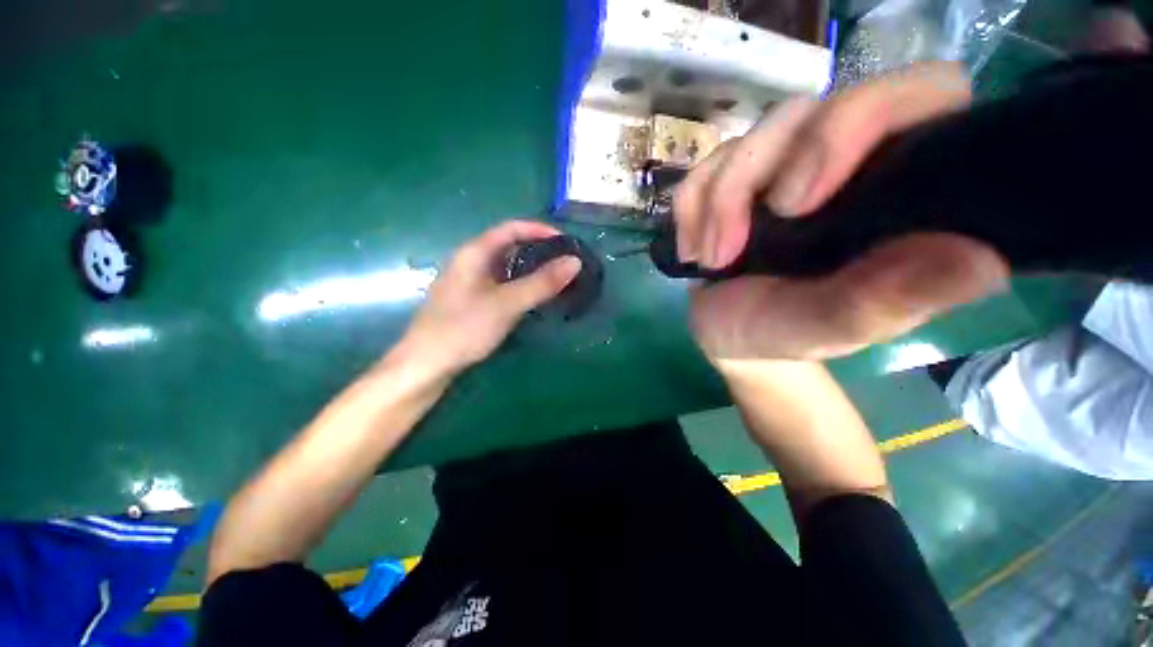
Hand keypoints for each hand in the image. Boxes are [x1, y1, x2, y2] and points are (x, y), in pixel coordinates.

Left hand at [398, 220, 581, 375]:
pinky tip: (532, 297)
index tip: (566, 242)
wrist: (427, 365)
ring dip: (531, 268)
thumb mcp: (507, 303)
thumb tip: (575, 261)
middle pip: (508, 245)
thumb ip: (541, 282)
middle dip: (538, 250)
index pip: (511, 228)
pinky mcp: (471, 300)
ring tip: (555, 278)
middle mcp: (470, 261)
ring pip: (505, 266)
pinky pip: (501, 283)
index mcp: (474, 252)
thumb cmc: (464, 328)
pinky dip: (520, 284)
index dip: (540, 230)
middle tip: (564, 262)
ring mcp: (469, 282)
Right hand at [673, 62, 1008, 361]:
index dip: (861, 121)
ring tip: (713, 261)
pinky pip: (701, 170)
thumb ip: (888, 300)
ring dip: (716, 204)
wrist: (728, 336)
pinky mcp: (730, 182)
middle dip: (757, 175)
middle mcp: (844, 161)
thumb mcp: (829, 329)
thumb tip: (981, 260)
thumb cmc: (783, 335)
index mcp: (898, 189)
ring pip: (747, 140)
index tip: (800, 202)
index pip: (920, 95)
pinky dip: (690, 212)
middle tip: (734, 244)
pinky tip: (694, 252)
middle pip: (808, 110)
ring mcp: (780, 167)